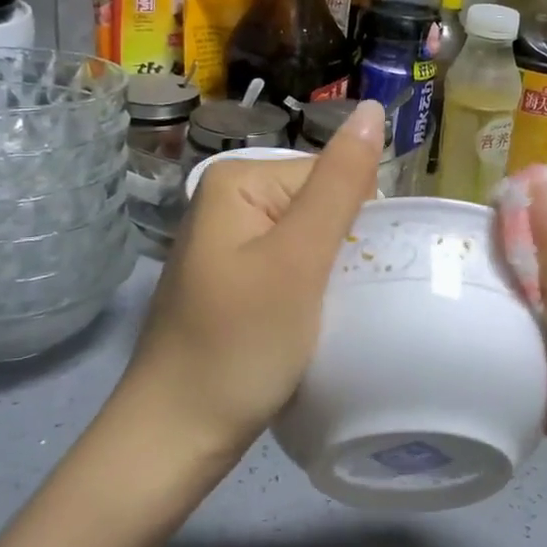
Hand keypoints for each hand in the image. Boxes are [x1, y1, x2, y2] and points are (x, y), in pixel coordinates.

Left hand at [123, 101, 384, 466]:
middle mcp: (230, 200)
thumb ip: (340, 184)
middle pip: (323, 205)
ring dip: (332, 275)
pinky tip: (309, 324)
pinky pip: (293, 267)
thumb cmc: (238, 346)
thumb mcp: (298, 261)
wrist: (174, 439)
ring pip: (313, 240)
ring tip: (328, 317)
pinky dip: (312, 292)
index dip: (357, 225)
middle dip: (343, 250)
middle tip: (341, 302)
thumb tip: (372, 108)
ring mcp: (229, 242)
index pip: (332, 176)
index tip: (358, 277)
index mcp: (239, 180)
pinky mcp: (235, 280)